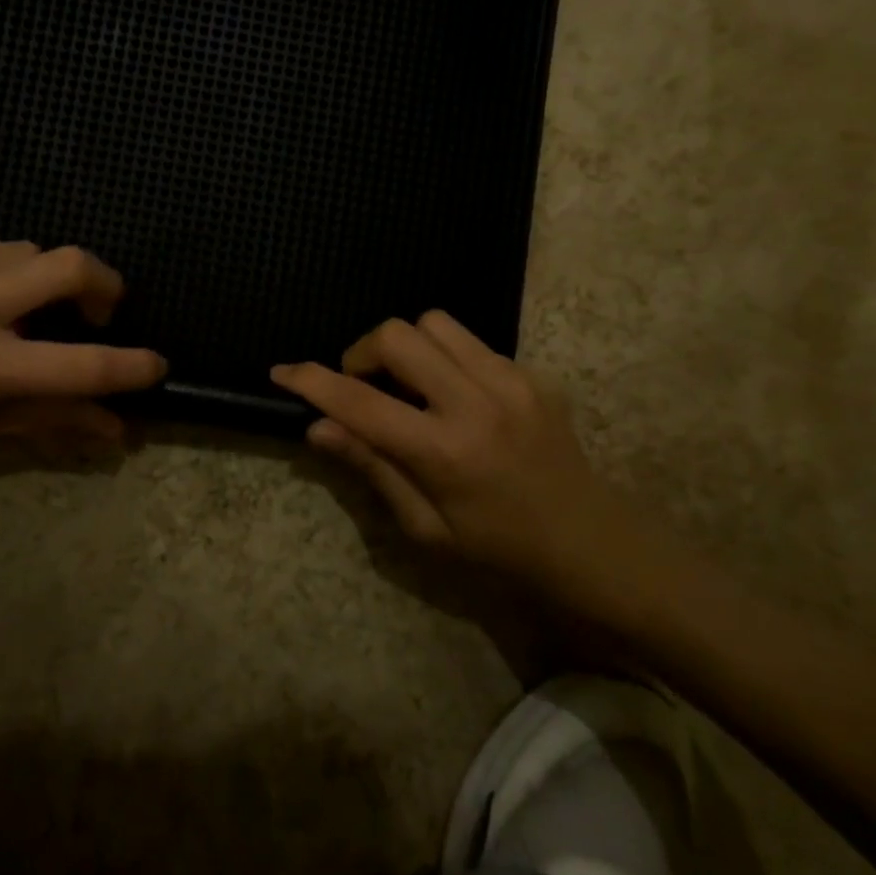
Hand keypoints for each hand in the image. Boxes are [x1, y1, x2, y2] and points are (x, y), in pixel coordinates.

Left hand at [0, 243, 166, 464]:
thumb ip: (47, 422)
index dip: (132, 366)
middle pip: (68, 263)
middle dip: (105, 284)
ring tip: (29, 312)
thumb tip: (113, 430)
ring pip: (28, 249)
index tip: (156, 365)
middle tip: (100, 312)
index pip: (81, 364)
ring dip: (47, 278)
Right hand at [271, 312, 660, 621]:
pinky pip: (469, 341)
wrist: (593, 545)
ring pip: (433, 323)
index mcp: (444, 452)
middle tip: (364, 388)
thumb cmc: (500, 551)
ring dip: (406, 347)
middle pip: (397, 335)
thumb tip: (318, 428)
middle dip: (363, 353)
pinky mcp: (531, 373)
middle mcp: (476, 402)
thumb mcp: (425, 528)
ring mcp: (510, 380)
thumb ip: (372, 467)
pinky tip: (452, 396)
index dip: (311, 382)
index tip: (282, 372)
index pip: (360, 401)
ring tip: (409, 387)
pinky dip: (443, 357)